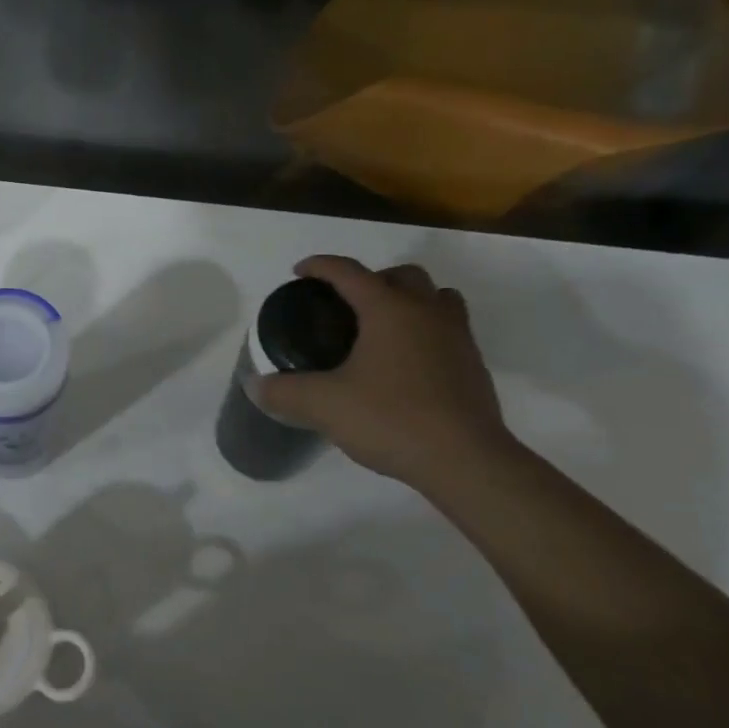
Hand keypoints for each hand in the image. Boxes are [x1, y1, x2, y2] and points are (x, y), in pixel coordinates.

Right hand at [251, 255, 513, 488]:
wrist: (466, 461)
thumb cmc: (391, 419)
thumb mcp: (323, 406)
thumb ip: (284, 392)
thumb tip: (255, 385)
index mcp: (389, 309)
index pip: (349, 272)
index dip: (320, 266)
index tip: (299, 272)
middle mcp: (427, 313)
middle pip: (402, 275)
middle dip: (371, 280)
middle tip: (345, 304)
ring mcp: (457, 338)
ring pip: (436, 298)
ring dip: (409, 301)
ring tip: (381, 328)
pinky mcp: (473, 366)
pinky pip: (448, 330)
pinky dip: (425, 332)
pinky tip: (404, 364)